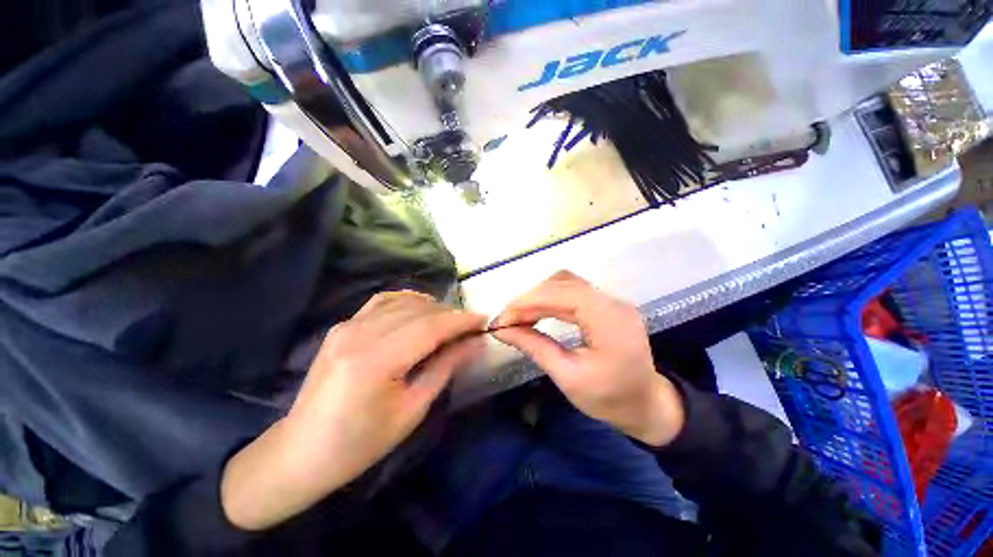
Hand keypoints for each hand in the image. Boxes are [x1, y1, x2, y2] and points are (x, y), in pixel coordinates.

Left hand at [221, 292, 486, 530]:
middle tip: (471, 326)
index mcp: (375, 361)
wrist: (301, 451)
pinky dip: (408, 300)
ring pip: (403, 301)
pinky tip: (421, 310)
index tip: (484, 320)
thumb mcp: (412, 410)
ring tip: (450, 321)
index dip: (461, 321)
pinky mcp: (343, 325)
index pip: (430, 327)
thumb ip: (445, 367)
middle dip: (451, 314)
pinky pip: (383, 301)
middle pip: (419, 310)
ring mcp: (347, 325)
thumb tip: (475, 343)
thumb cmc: (361, 443)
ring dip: (432, 307)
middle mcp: (359, 333)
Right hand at [492, 271, 683, 446]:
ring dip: (539, 296)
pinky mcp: (606, 305)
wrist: (646, 404)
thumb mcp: (568, 377)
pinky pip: (573, 292)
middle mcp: (613, 302)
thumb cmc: (610, 399)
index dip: (529, 300)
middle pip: (564, 283)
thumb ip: (535, 347)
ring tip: (519, 317)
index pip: (564, 293)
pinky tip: (537, 313)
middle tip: (507, 319)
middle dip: (530, 298)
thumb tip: (501, 330)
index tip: (503, 317)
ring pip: (567, 283)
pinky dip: (550, 299)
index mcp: (610, 321)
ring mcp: (611, 301)